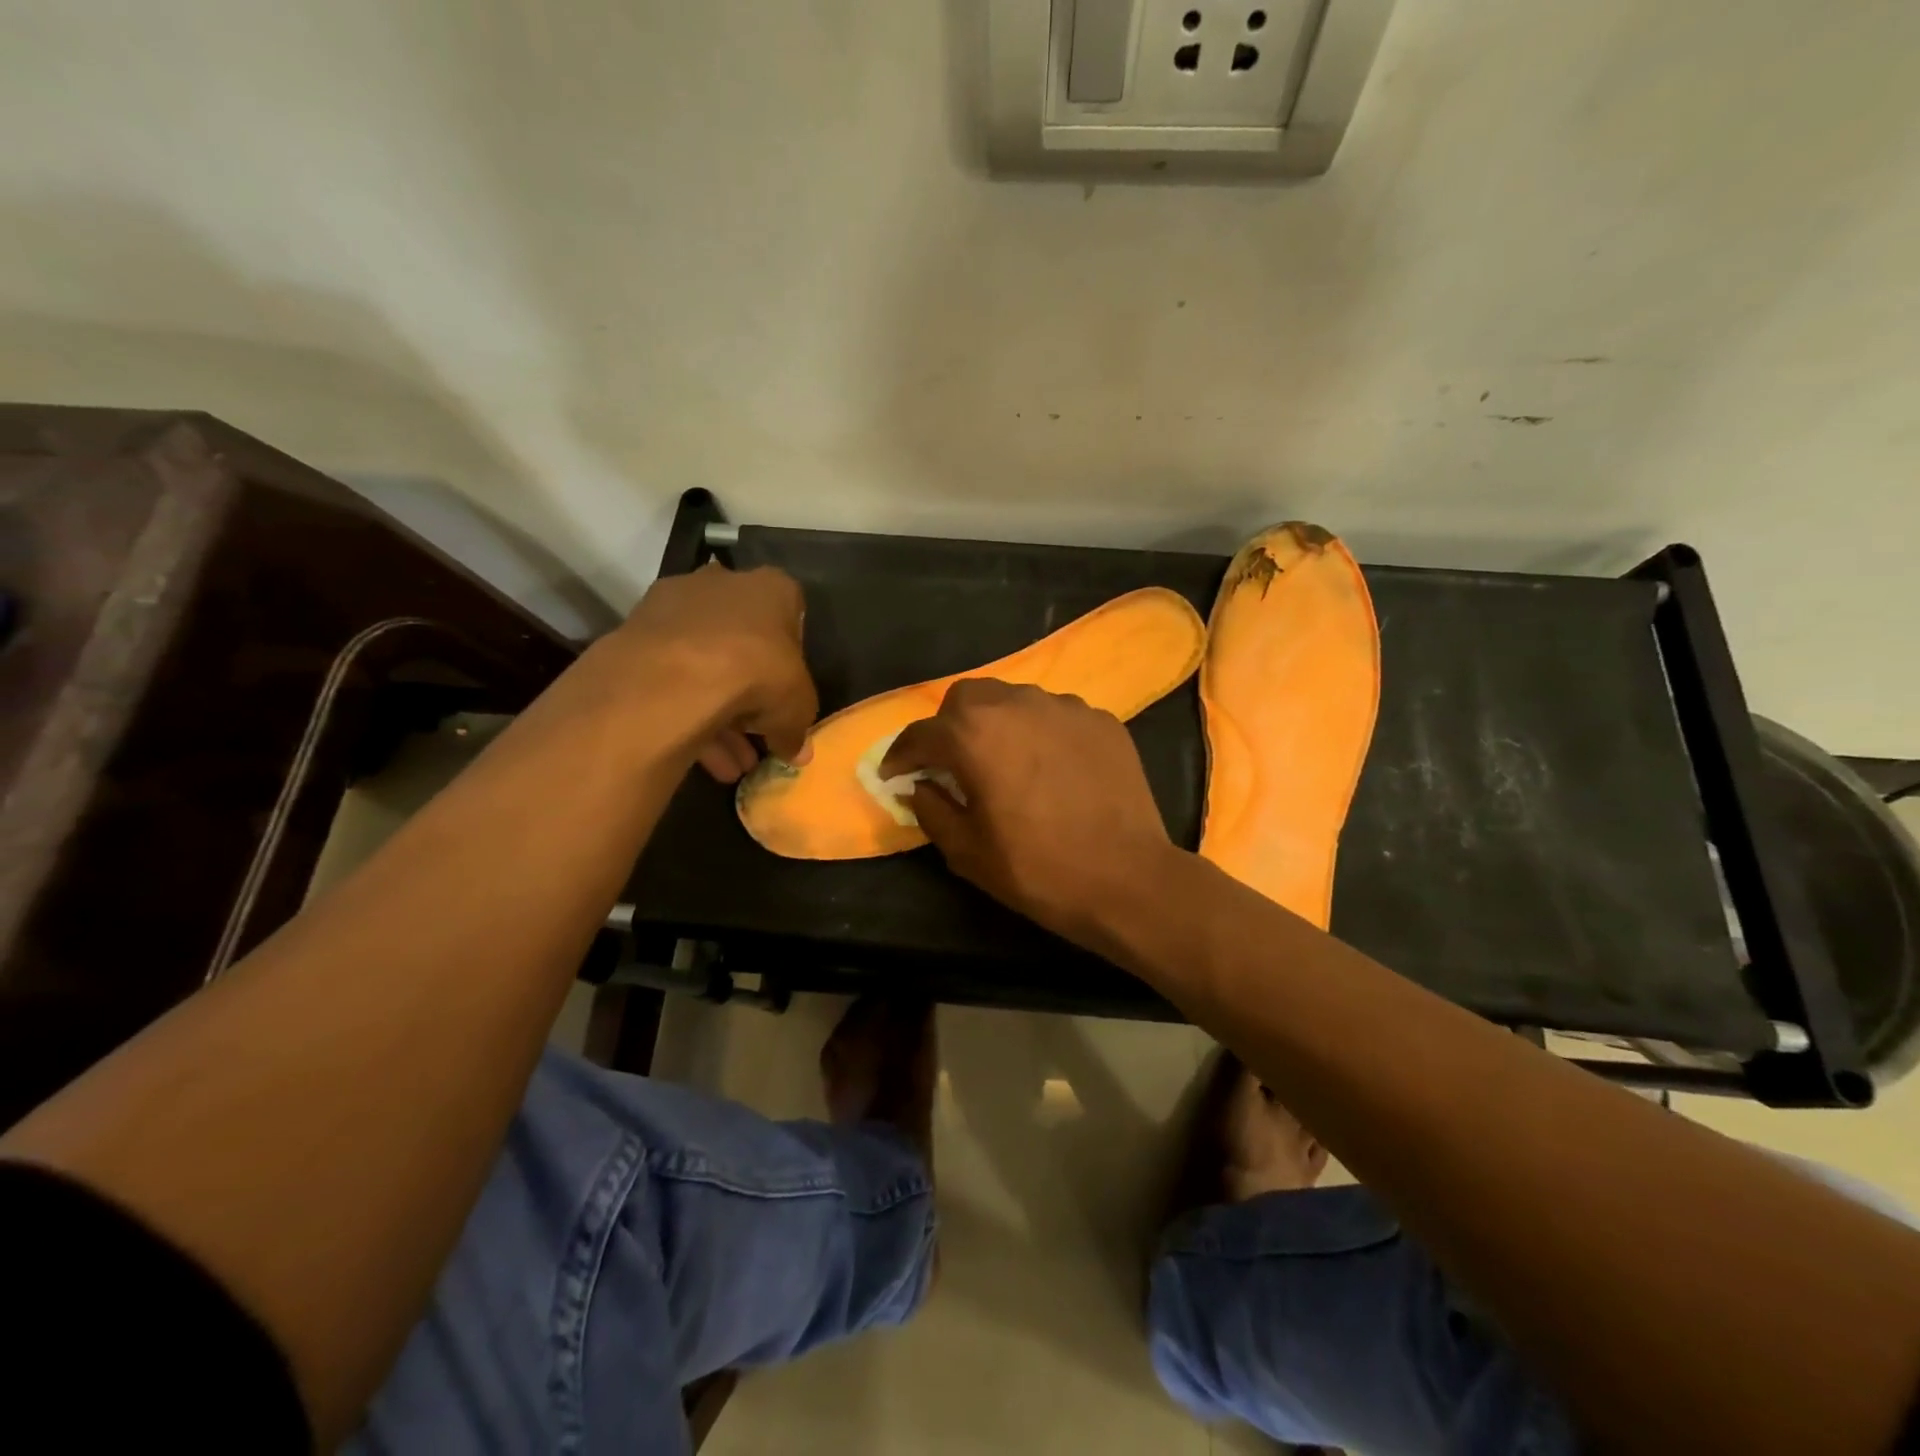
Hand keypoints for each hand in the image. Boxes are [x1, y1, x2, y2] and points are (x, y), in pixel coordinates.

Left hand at [615, 561, 817, 781]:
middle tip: (755, 734)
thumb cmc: (756, 675)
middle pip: (742, 640)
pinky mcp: (635, 631)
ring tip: (729, 763)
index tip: (786, 694)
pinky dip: (685, 711)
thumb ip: (797, 728)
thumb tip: (793, 749)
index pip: (790, 616)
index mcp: (771, 588)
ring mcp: (673, 604)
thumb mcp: (798, 709)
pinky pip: (670, 673)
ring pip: (703, 661)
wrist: (673, 677)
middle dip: (750, 690)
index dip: (790, 660)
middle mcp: (722, 583)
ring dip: (718, 711)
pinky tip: (700, 756)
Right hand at [881, 679, 1176, 946]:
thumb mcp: (967, 851)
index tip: (894, 774)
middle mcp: (1017, 705)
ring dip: (996, 724)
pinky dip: (1040, 733)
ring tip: (1005, 761)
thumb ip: (932, 809)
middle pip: (967, 699)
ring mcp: (1065, 707)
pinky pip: (1056, 715)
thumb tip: (920, 785)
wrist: (1127, 879)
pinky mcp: (1101, 720)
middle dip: (949, 726)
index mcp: (975, 735)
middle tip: (950, 763)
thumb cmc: (1037, 870)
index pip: (921, 734)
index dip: (901, 755)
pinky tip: (1051, 767)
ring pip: (1014, 699)